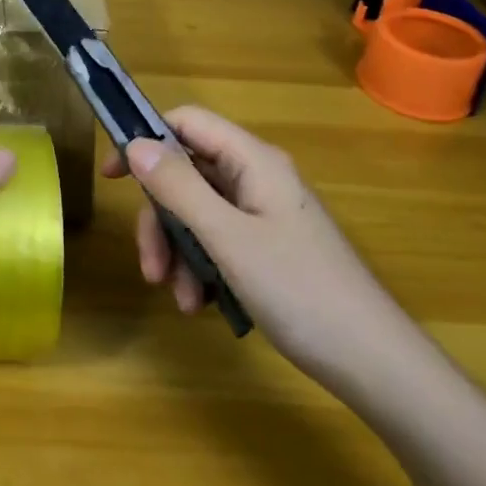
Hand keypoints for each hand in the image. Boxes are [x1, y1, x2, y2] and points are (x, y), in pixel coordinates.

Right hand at [102, 106, 416, 384]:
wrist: (372, 361)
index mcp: (253, 161)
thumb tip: (135, 143)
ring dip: (179, 252)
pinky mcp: (268, 248)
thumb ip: (178, 187)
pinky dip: (201, 268)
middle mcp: (257, 179)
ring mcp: (263, 215)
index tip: (113, 176)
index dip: (146, 140)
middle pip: (187, 176)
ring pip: (198, 214)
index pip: (188, 123)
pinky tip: (201, 304)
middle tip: (150, 267)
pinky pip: (218, 242)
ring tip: (181, 299)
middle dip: (161, 220)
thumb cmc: (299, 289)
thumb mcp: (227, 237)